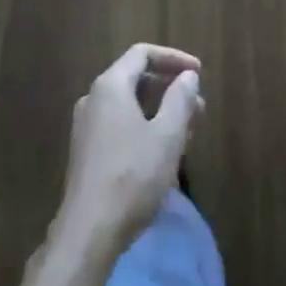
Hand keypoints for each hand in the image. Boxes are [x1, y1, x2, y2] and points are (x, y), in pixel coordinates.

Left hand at [53, 44, 203, 259]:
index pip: (143, 54)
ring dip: (160, 110)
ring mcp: (87, 126)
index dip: (174, 58)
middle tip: (198, 106)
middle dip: (170, 88)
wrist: (88, 232)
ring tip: (187, 131)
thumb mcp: (167, 136)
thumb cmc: (132, 176)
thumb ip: (181, 99)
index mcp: (111, 86)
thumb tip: (188, 76)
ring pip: (129, 105)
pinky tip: (163, 152)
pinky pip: (120, 124)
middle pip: (136, 78)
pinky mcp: (87, 151)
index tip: (199, 73)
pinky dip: (144, 126)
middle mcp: (94, 98)